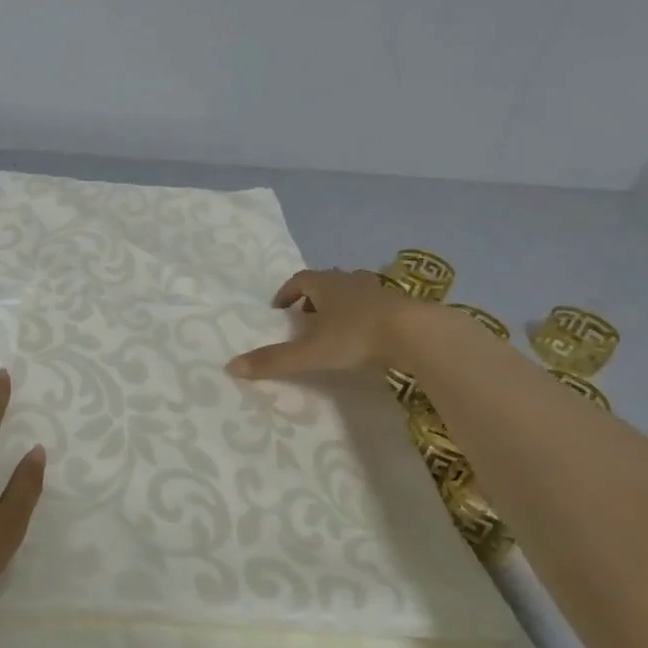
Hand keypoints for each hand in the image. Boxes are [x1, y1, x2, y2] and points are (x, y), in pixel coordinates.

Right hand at [226, 267, 421, 378]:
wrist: (416, 334)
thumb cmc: (356, 336)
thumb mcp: (310, 352)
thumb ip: (273, 360)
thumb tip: (230, 367)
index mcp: (325, 284)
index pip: (298, 280)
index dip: (286, 292)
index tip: (278, 309)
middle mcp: (349, 280)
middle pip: (325, 283)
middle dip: (311, 299)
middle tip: (303, 319)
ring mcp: (378, 291)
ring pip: (351, 292)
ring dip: (338, 306)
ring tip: (332, 329)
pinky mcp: (400, 305)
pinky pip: (374, 306)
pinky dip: (362, 316)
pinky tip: (364, 336)